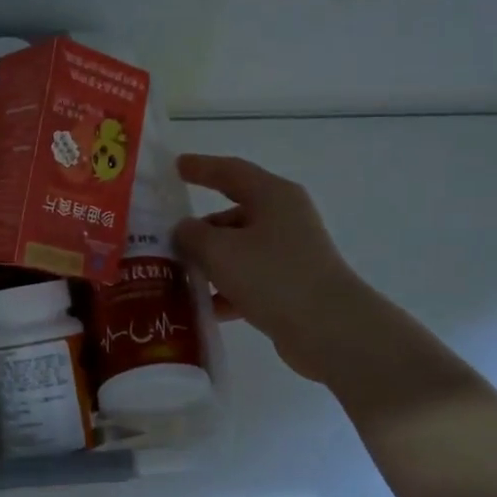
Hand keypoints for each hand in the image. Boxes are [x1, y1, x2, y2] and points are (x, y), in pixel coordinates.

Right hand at [173, 153, 366, 383]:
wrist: (330, 329)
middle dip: (200, 228)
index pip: (230, 171)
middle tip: (165, 240)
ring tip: (175, 276)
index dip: (201, 167)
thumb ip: (192, 235)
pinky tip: (203, 308)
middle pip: (233, 214)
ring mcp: (291, 254)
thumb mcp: (220, 251)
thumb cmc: (273, 276)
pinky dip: (226, 289)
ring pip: (239, 250)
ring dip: (210, 262)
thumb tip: (184, 229)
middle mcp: (285, 218)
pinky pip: (250, 279)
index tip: (176, 166)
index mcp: (273, 196)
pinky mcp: (292, 286)